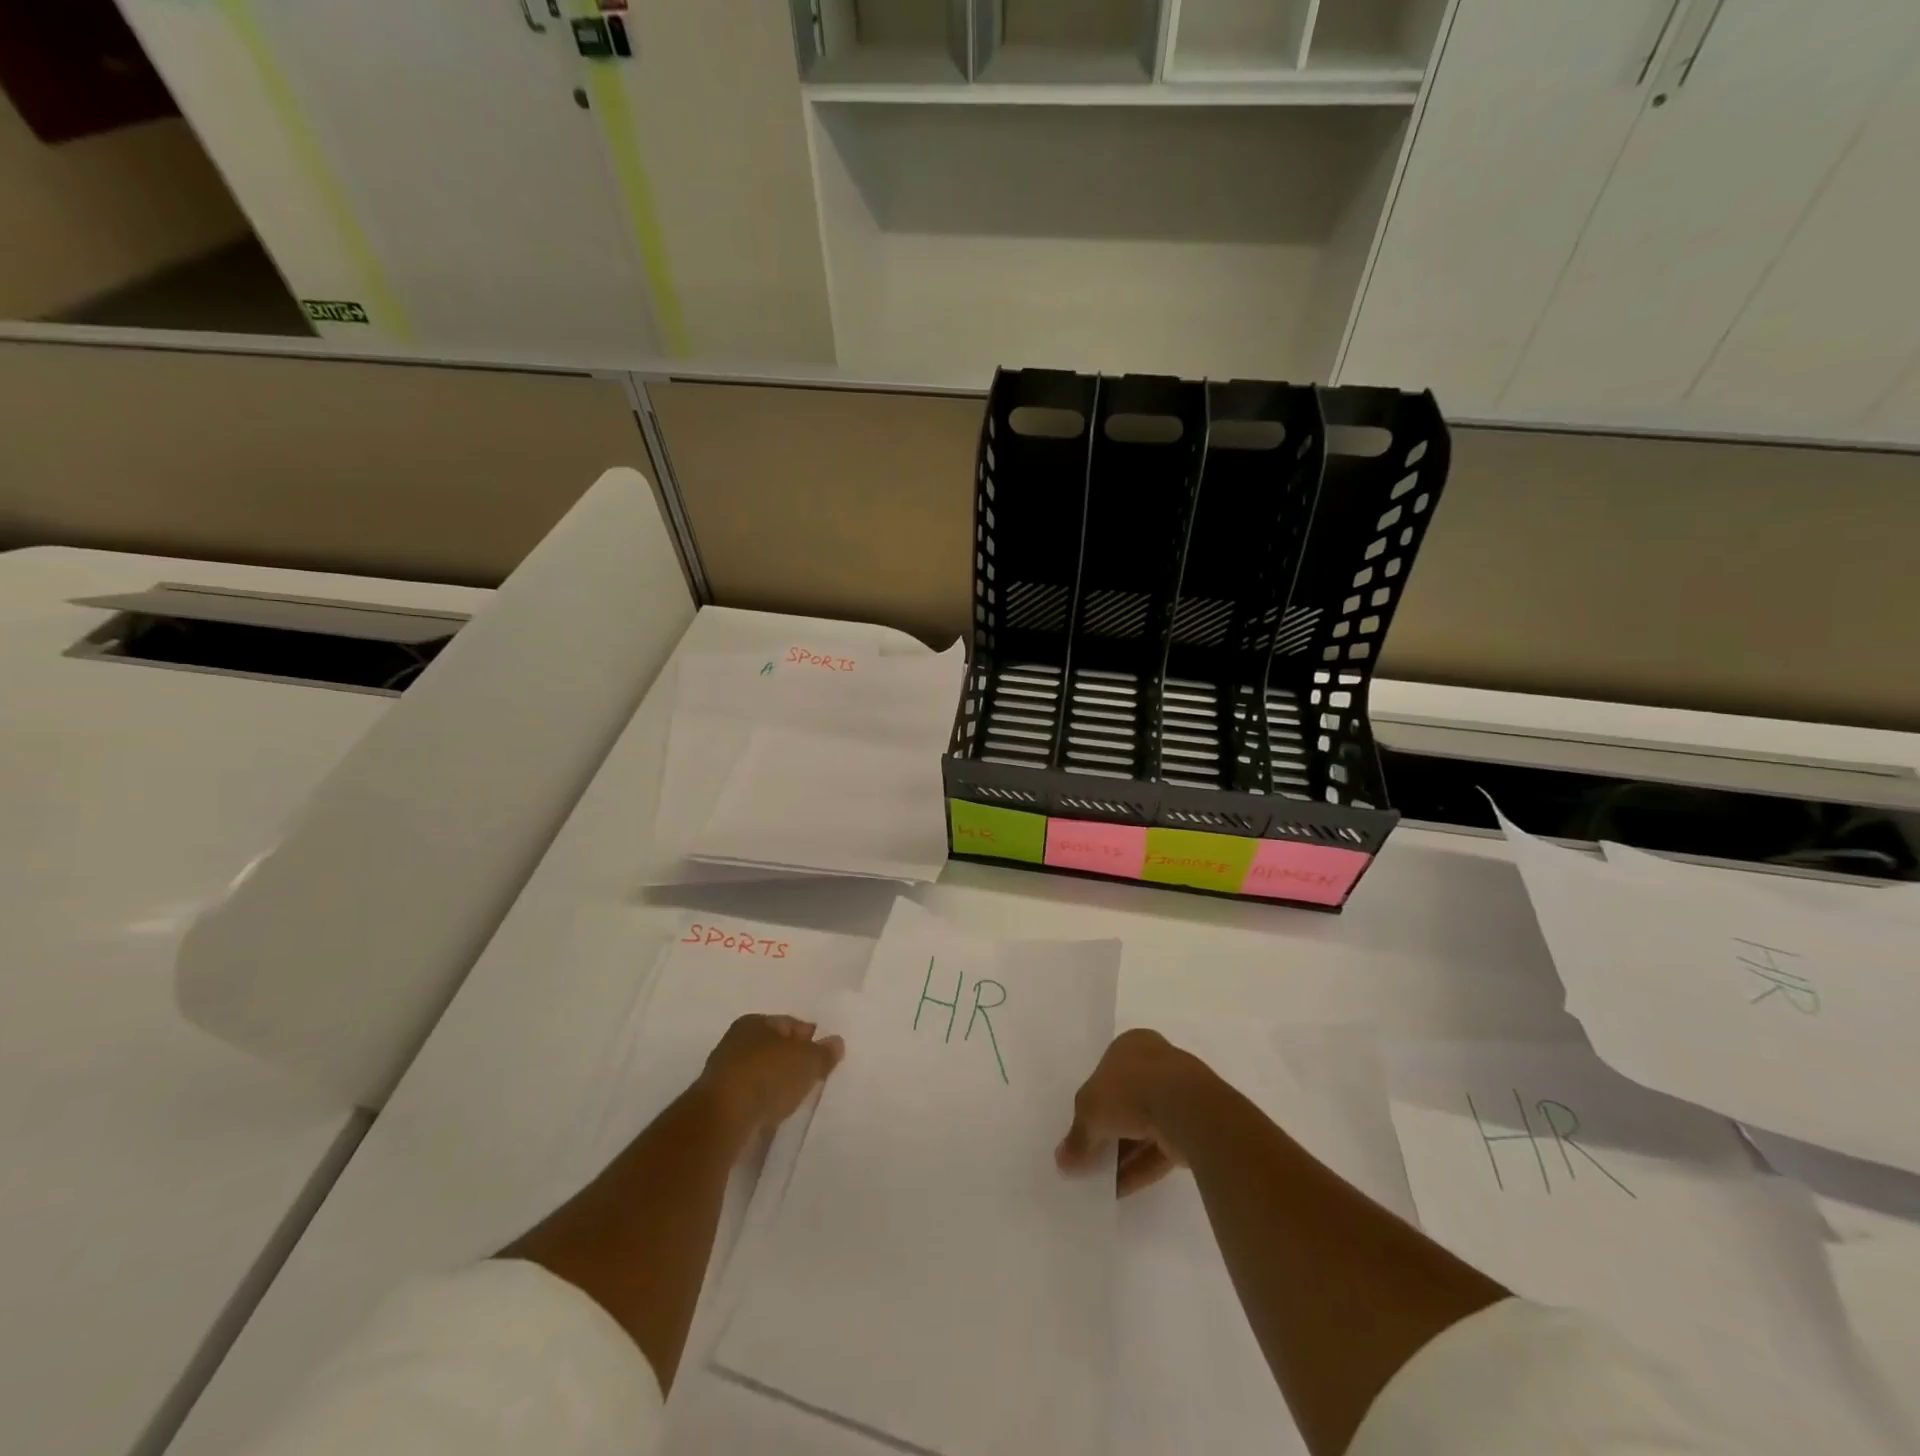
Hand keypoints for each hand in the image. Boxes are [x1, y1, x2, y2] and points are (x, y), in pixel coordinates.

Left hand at [698, 1014, 844, 1137]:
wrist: (723, 1120)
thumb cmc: (768, 1077)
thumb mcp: (807, 1061)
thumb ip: (824, 1052)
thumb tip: (837, 1042)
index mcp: (756, 1022)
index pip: (791, 1024)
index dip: (811, 1039)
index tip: (825, 1056)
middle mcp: (736, 1041)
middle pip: (774, 1048)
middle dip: (792, 1061)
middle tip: (813, 1077)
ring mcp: (724, 1072)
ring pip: (761, 1073)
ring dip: (776, 1084)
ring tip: (795, 1099)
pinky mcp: (718, 1102)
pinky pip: (750, 1097)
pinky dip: (762, 1103)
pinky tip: (773, 1114)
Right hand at [1056, 1029, 1207, 1195]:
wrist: (1186, 1108)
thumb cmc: (1130, 1090)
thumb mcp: (1090, 1110)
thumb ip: (1077, 1136)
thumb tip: (1062, 1161)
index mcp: (1132, 1044)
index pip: (1106, 1072)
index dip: (1092, 1100)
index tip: (1082, 1126)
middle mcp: (1156, 1063)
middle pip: (1125, 1100)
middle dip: (1109, 1130)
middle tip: (1090, 1157)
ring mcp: (1178, 1094)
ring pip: (1144, 1126)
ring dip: (1124, 1153)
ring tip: (1102, 1181)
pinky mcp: (1193, 1127)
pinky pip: (1161, 1148)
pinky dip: (1141, 1167)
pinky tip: (1122, 1190)